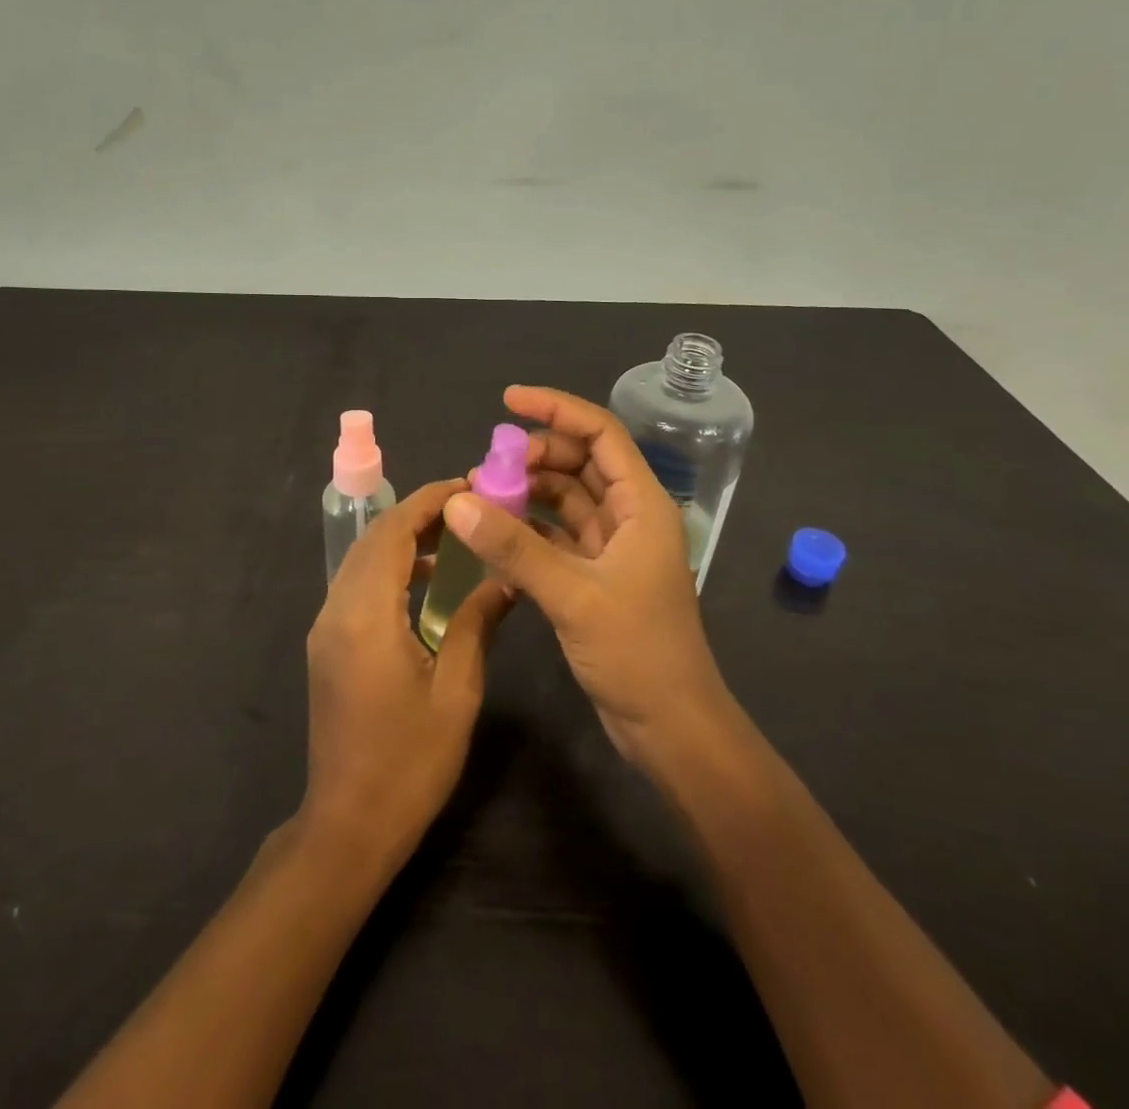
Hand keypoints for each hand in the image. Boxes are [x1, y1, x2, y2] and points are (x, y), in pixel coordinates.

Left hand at [302, 480, 511, 866]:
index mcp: (366, 615)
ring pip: (362, 560)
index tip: (467, 485)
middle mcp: (337, 610)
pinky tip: (427, 583)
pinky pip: (358, 586)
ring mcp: (326, 628)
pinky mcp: (328, 645)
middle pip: (373, 539)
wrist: (348, 825)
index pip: (393, 533)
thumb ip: (475, 624)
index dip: (428, 502)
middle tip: (467, 507)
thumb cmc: (409, 763)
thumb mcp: (456, 692)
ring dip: (403, 540)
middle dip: (418, 514)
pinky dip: (390, 569)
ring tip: (454, 537)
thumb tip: (505, 580)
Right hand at [445, 386, 734, 771]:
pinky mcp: (595, 577)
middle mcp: (629, 517)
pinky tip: (493, 534)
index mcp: (641, 505)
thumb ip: (515, 547)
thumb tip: (457, 502)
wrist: (671, 728)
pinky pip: (556, 537)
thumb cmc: (637, 653)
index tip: (508, 400)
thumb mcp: (573, 594)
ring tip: (480, 497)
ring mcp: (612, 549)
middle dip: (533, 456)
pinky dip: (527, 530)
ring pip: (565, 500)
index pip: (600, 434)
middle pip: (579, 463)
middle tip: (485, 468)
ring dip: (526, 493)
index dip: (556, 410)